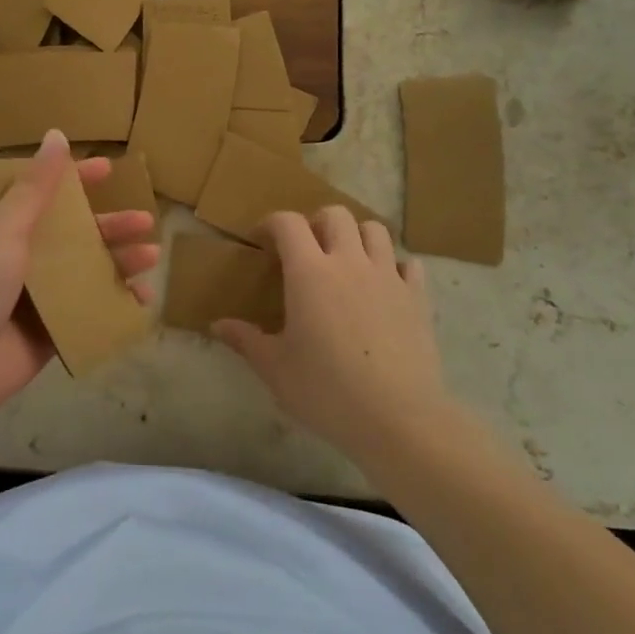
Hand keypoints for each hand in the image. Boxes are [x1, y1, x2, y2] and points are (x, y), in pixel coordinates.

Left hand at [0, 130, 157, 420]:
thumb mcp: (5, 228)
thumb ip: (35, 188)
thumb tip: (55, 135)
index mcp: (4, 229)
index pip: (44, 195)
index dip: (76, 180)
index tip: (109, 170)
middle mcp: (22, 258)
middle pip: (75, 235)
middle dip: (110, 227)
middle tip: (146, 222)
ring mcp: (38, 296)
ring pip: (87, 272)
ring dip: (119, 262)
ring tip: (151, 258)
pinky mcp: (51, 330)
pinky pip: (90, 310)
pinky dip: (116, 304)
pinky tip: (141, 301)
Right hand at [213, 207, 445, 468]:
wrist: (398, 418)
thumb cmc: (326, 390)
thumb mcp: (275, 368)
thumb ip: (246, 340)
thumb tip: (217, 325)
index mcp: (309, 272)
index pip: (288, 223)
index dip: (271, 223)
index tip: (262, 240)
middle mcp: (349, 262)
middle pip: (335, 215)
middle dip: (316, 223)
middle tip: (305, 250)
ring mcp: (388, 277)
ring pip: (375, 230)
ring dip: (356, 236)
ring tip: (346, 261)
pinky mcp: (417, 297)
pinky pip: (408, 264)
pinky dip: (394, 266)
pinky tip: (384, 286)